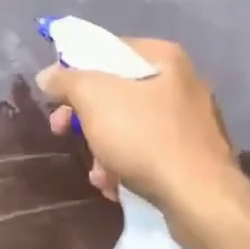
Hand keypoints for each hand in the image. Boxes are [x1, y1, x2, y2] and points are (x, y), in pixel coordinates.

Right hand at [36, 37, 244, 223]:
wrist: (201, 198)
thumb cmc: (145, 137)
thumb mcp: (94, 98)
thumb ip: (66, 80)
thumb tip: (48, 75)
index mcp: (164, 57)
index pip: (109, 50)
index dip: (76, 69)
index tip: (57, 96)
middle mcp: (182, 82)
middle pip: (117, 90)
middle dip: (85, 115)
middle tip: (61, 131)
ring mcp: (191, 121)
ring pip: (130, 124)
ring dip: (103, 147)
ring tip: (97, 173)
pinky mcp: (194, 155)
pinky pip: (149, 150)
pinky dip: (127, 164)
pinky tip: (115, 185)